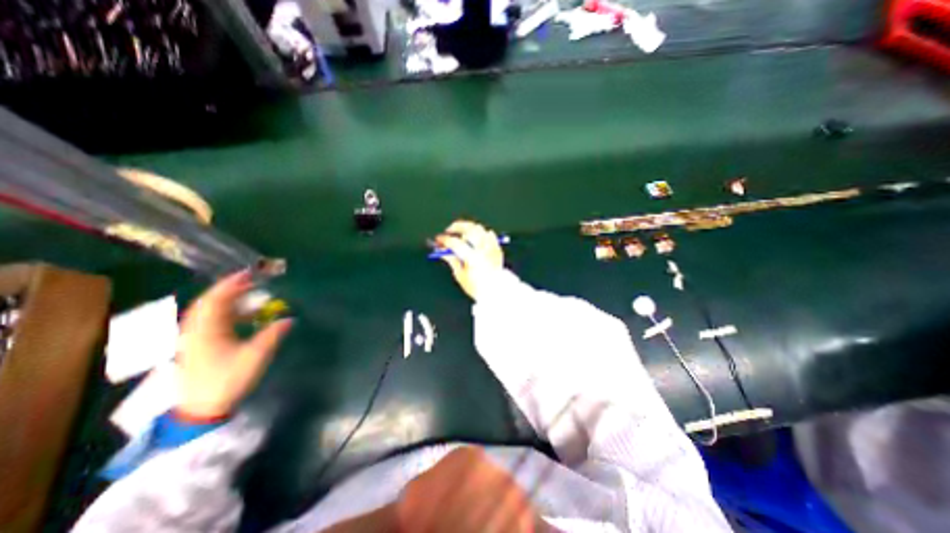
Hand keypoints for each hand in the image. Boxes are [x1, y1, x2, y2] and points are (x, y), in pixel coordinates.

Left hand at [176, 274, 291, 418]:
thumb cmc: (228, 380)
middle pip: (209, 302)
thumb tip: (290, 319)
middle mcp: (195, 330)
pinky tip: (240, 315)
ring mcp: (194, 338)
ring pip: (208, 311)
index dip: (233, 284)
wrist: (200, 408)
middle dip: (230, 288)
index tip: (250, 273)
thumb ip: (273, 335)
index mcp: (207, 330)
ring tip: (248, 294)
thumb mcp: (255, 356)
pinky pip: (210, 320)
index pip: (217, 299)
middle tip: (251, 280)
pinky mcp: (197, 345)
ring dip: (228, 300)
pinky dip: (225, 312)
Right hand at [435, 220, 502, 300]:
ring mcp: (492, 248)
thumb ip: (452, 260)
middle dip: (457, 227)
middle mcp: (483, 250)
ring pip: (480, 229)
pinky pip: (490, 235)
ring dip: (469, 229)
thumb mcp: (460, 275)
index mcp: (473, 258)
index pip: (456, 243)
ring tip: (462, 235)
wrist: (496, 291)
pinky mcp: (497, 248)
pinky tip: (476, 238)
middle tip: (449, 230)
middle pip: (470, 229)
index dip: (445, 240)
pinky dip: (481, 234)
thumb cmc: (477, 287)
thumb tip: (443, 250)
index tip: (438, 240)